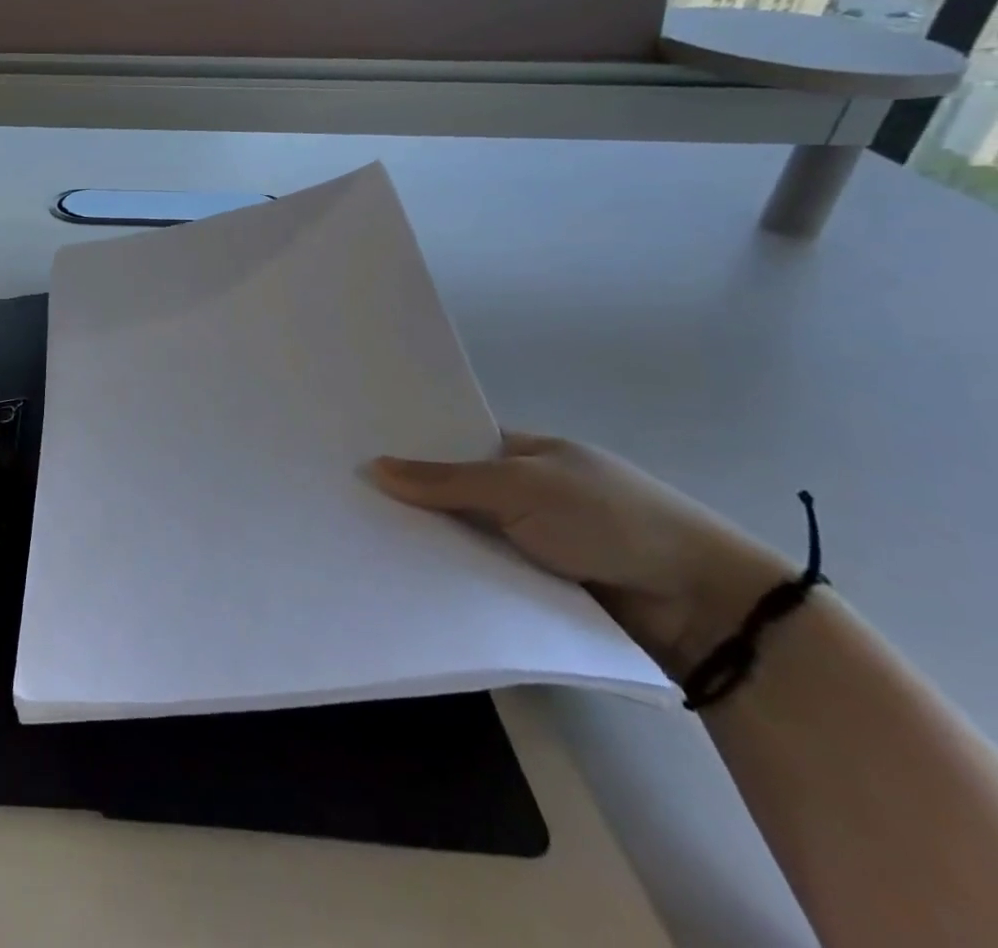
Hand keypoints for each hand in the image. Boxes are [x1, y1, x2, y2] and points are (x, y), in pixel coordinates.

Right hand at [372, 433, 796, 677]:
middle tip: (349, 509)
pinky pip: (488, 578)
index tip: (357, 461)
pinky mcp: (543, 589)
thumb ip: (448, 480)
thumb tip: (373, 467)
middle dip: (414, 502)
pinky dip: (459, 581)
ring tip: (364, 548)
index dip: (411, 452)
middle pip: (456, 494)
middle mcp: (528, 494)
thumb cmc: (611, 519)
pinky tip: (411, 584)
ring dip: (434, 546)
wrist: (702, 605)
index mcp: (527, 453)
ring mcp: (537, 543)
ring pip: (468, 540)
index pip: (455, 446)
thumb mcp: (522, 487)